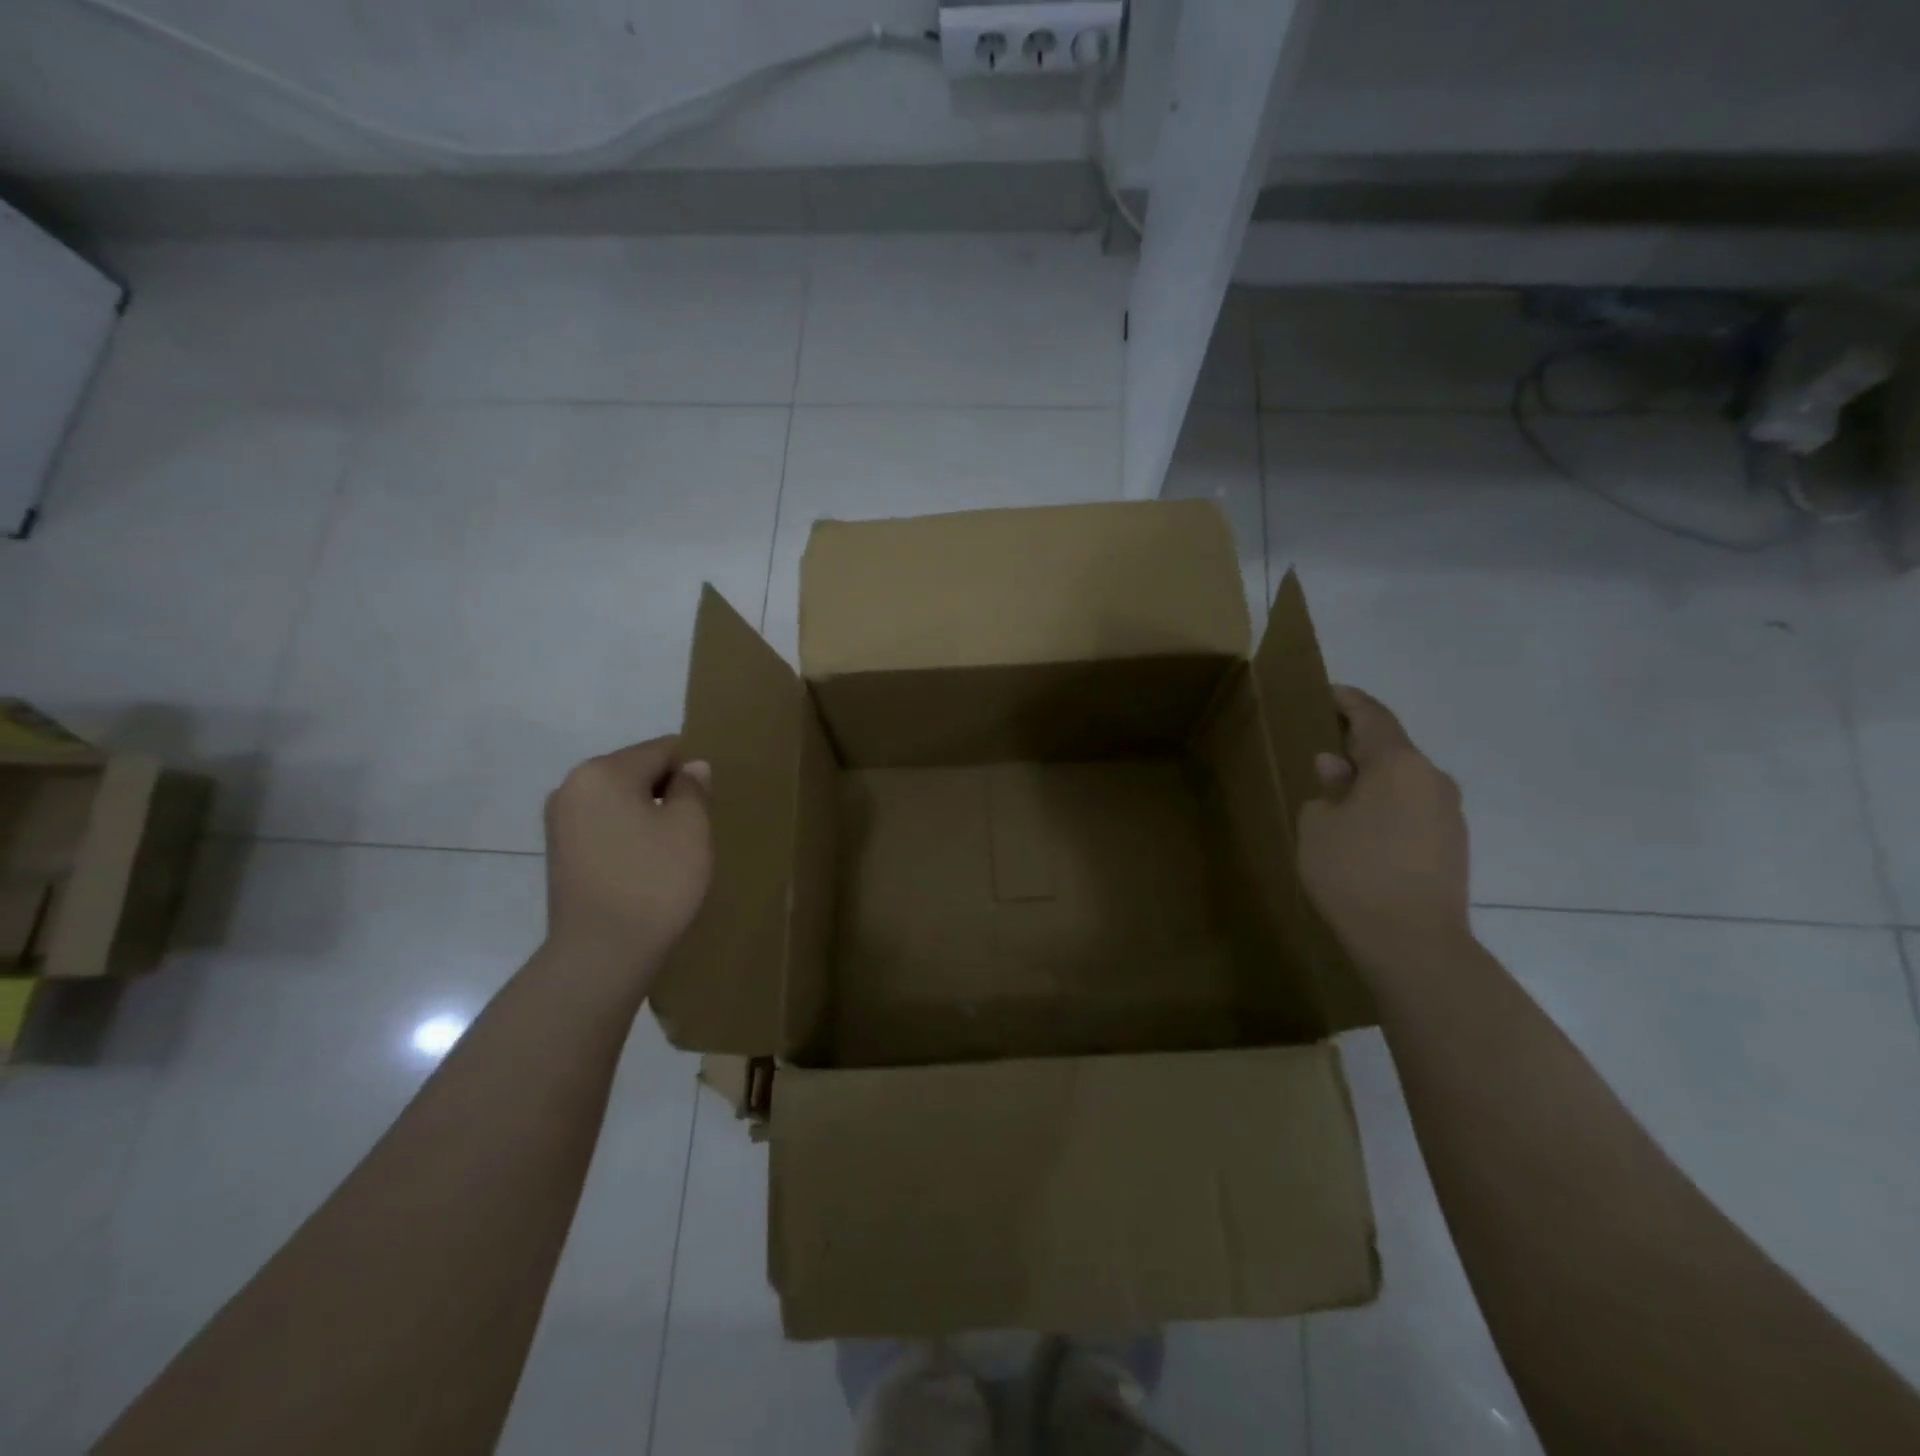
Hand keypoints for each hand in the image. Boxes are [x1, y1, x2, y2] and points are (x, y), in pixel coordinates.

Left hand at [543, 737, 711, 980]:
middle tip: (694, 828)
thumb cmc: (654, 881)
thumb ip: (693, 787)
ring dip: (648, 814)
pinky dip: (629, 834)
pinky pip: (605, 825)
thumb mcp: (691, 827)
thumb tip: (691, 768)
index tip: (708, 802)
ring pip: (620, 800)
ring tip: (670, 849)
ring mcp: (560, 820)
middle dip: (667, 791)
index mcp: (603, 771)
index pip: (662, 750)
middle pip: (637, 771)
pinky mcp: (560, 851)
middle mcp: (572, 786)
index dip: (692, 771)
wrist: (602, 953)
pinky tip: (646, 864)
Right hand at [1298, 687, 1470, 968]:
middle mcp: (1432, 778)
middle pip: (1392, 747)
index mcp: (1398, 763)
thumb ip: (1327, 788)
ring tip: (1340, 790)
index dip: (1348, 701)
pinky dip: (1388, 804)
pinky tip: (1364, 826)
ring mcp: (1449, 813)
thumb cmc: (1353, 872)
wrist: (1413, 942)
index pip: (1372, 716)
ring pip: (1404, 780)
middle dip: (1358, 742)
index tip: (1327, 691)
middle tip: (1324, 744)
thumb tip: (1336, 766)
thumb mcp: (1318, 825)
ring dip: (1374, 777)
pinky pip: (1414, 808)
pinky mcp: (1453, 845)